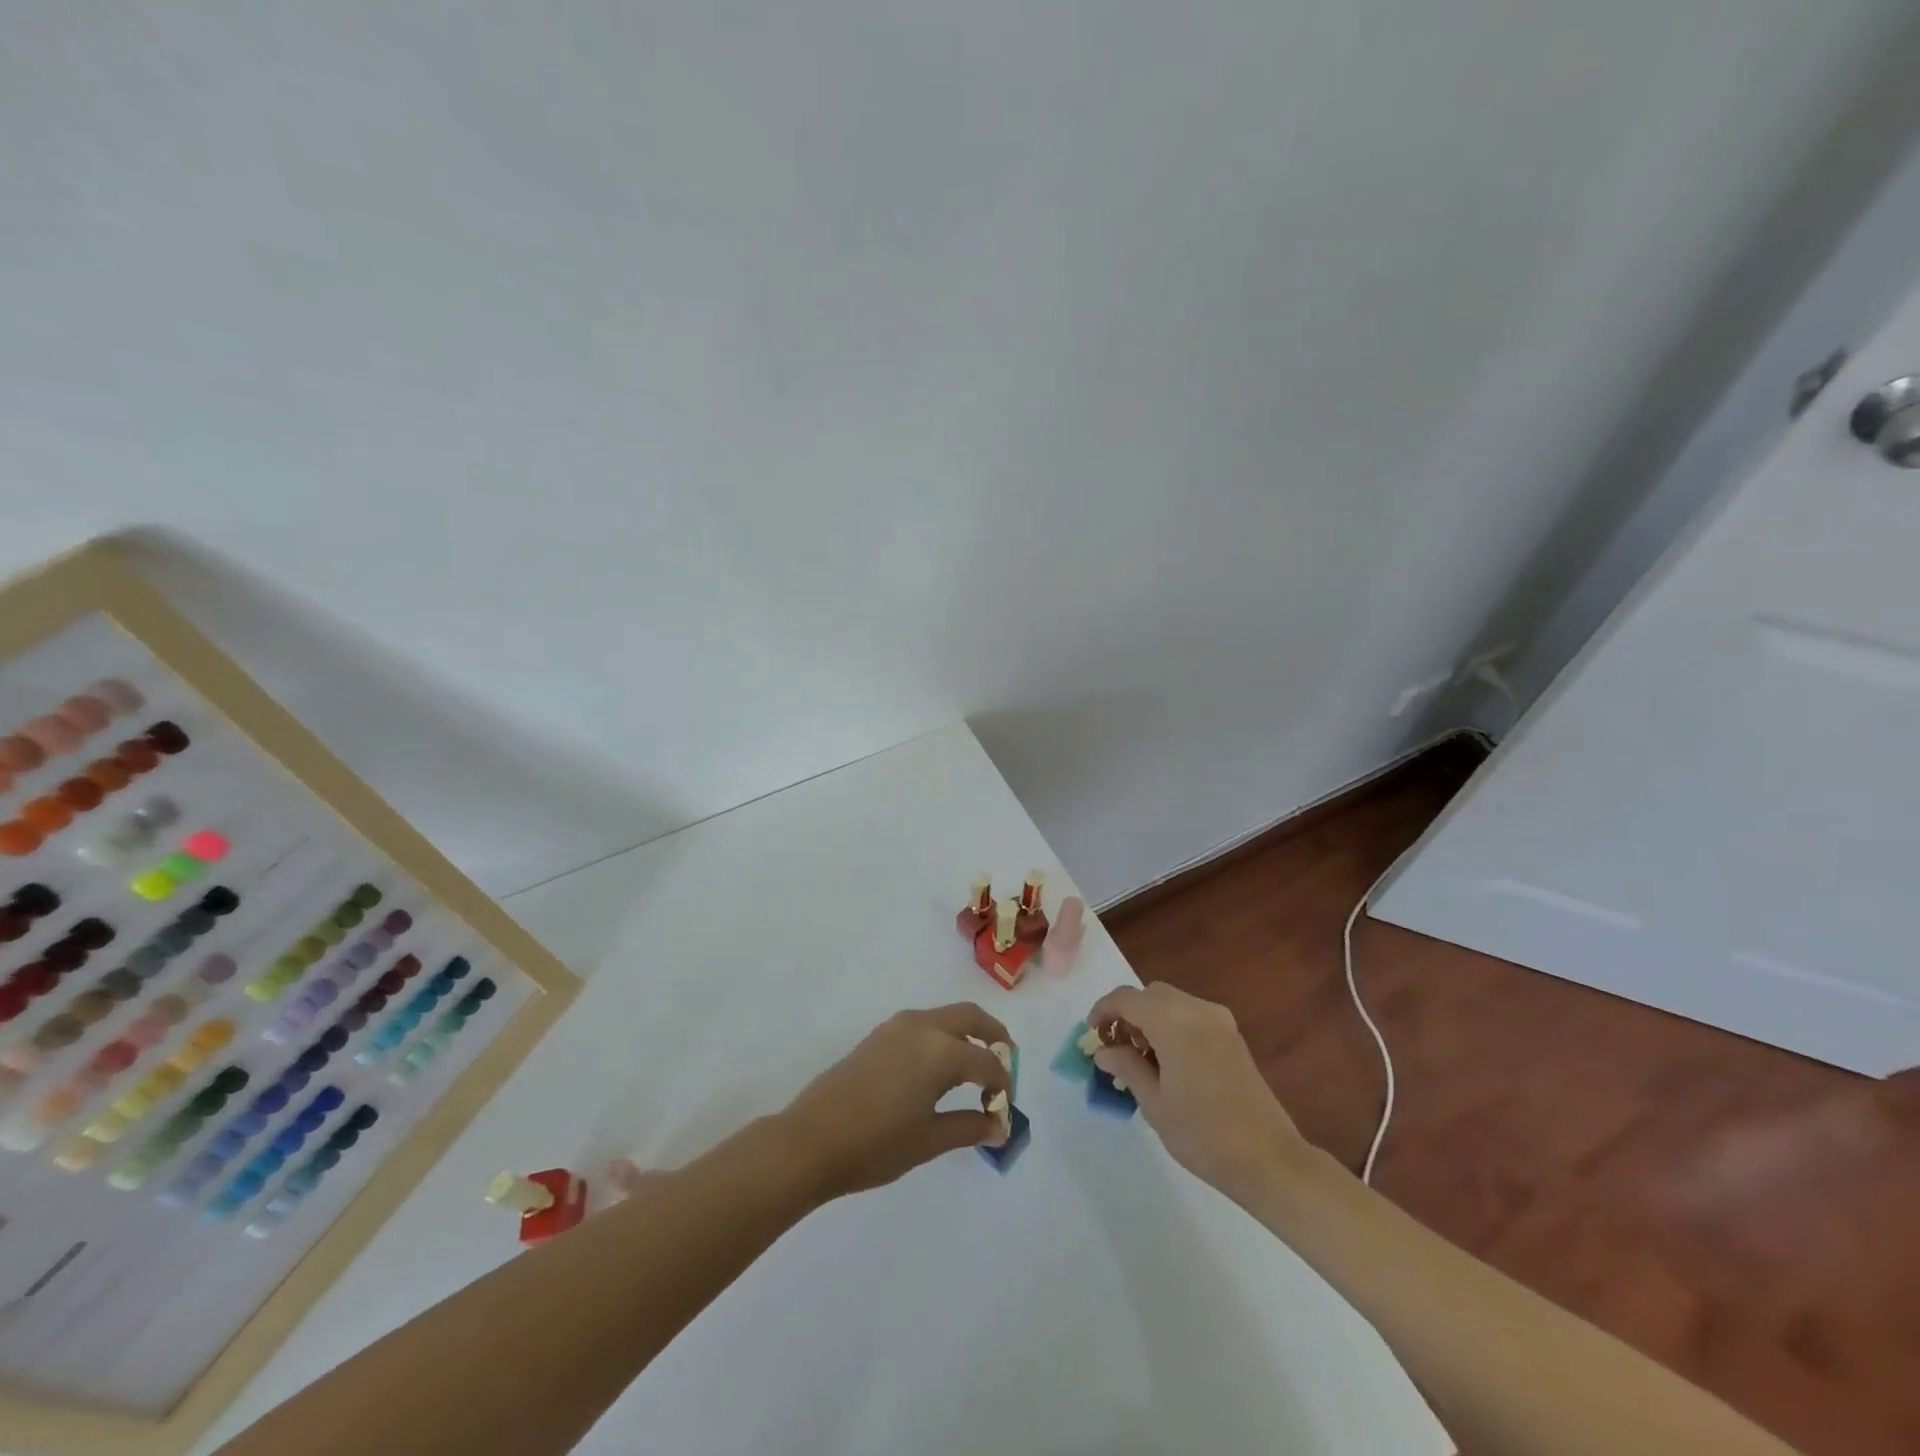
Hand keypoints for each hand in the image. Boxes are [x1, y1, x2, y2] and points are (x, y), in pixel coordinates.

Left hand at [781, 1004, 1014, 1199]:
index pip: (987, 1062)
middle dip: (994, 1036)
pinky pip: (923, 1025)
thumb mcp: (929, 1140)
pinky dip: (942, 1037)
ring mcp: (897, 1027)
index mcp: (940, 1050)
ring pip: (945, 1017)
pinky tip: (939, 1070)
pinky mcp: (879, 1035)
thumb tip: (999, 1126)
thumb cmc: (876, 1144)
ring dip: (967, 1034)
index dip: (1003, 1085)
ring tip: (974, 1070)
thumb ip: (969, 1127)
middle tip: (1006, 1063)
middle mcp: (922, 1027)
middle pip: (970, 1017)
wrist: (811, 1140)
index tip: (1004, 1111)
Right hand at [1086, 983, 1307, 1208]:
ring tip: (1139, 1057)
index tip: (1091, 1035)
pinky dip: (1170, 1024)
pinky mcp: (1231, 1035)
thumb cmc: (1204, 1136)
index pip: (1127, 998)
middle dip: (1127, 1013)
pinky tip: (1167, 1060)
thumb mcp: (1154, 1104)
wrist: (1269, 1160)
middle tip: (1114, 1047)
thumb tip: (1102, 1051)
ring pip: (1170, 1001)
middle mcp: (1197, 1011)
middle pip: (1150, 994)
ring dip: (1149, 1017)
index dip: (1103, 1010)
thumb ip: (1126, 1068)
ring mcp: (1219, 1021)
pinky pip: (1190, 1013)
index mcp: (1175, 1024)